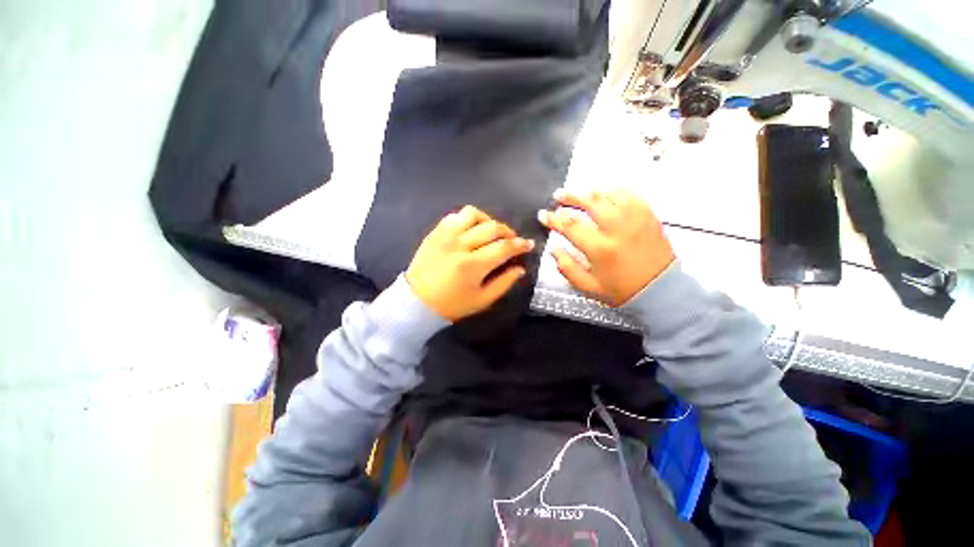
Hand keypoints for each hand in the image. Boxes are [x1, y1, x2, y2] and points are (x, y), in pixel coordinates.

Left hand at [406, 206, 534, 321]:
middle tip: (512, 240)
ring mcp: (445, 236)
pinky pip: (455, 216)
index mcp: (472, 265)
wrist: (416, 301)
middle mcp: (460, 245)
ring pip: (473, 214)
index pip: (504, 247)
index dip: (520, 245)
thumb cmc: (452, 305)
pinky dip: (468, 219)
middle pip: (492, 227)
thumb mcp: (482, 300)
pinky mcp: (435, 232)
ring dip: (488, 220)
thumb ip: (504, 283)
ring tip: (491, 231)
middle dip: (508, 232)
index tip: (528, 244)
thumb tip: (521, 269)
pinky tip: (472, 230)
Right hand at [539, 189, 674, 306]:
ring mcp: (635, 219)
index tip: (543, 214)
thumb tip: (554, 249)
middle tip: (559, 195)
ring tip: (580, 194)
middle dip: (570, 197)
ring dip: (591, 192)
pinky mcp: (648, 216)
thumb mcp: (588, 287)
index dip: (553, 218)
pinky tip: (606, 195)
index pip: (570, 225)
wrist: (660, 290)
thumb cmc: (621, 290)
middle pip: (590, 202)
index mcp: (600, 249)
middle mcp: (617, 229)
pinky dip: (614, 192)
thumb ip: (567, 268)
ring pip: (609, 195)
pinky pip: (630, 195)